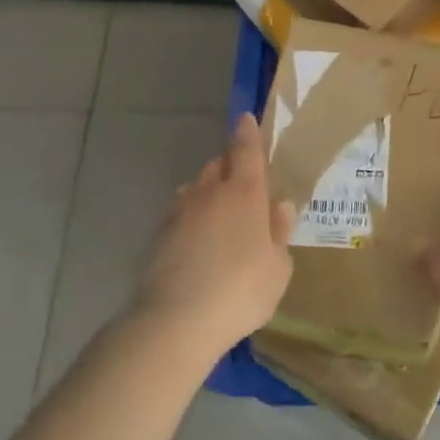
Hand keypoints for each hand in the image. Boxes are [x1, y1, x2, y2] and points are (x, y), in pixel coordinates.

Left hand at [134, 113, 293, 360]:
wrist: (176, 321)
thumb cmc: (241, 291)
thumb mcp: (278, 267)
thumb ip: (279, 232)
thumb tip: (279, 205)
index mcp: (245, 192)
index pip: (247, 149)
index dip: (248, 132)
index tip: (246, 118)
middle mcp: (210, 192)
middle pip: (219, 164)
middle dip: (230, 165)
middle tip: (243, 183)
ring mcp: (180, 211)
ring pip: (196, 188)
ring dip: (208, 192)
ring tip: (220, 216)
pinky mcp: (159, 235)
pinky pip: (181, 213)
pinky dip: (191, 217)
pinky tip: (198, 241)